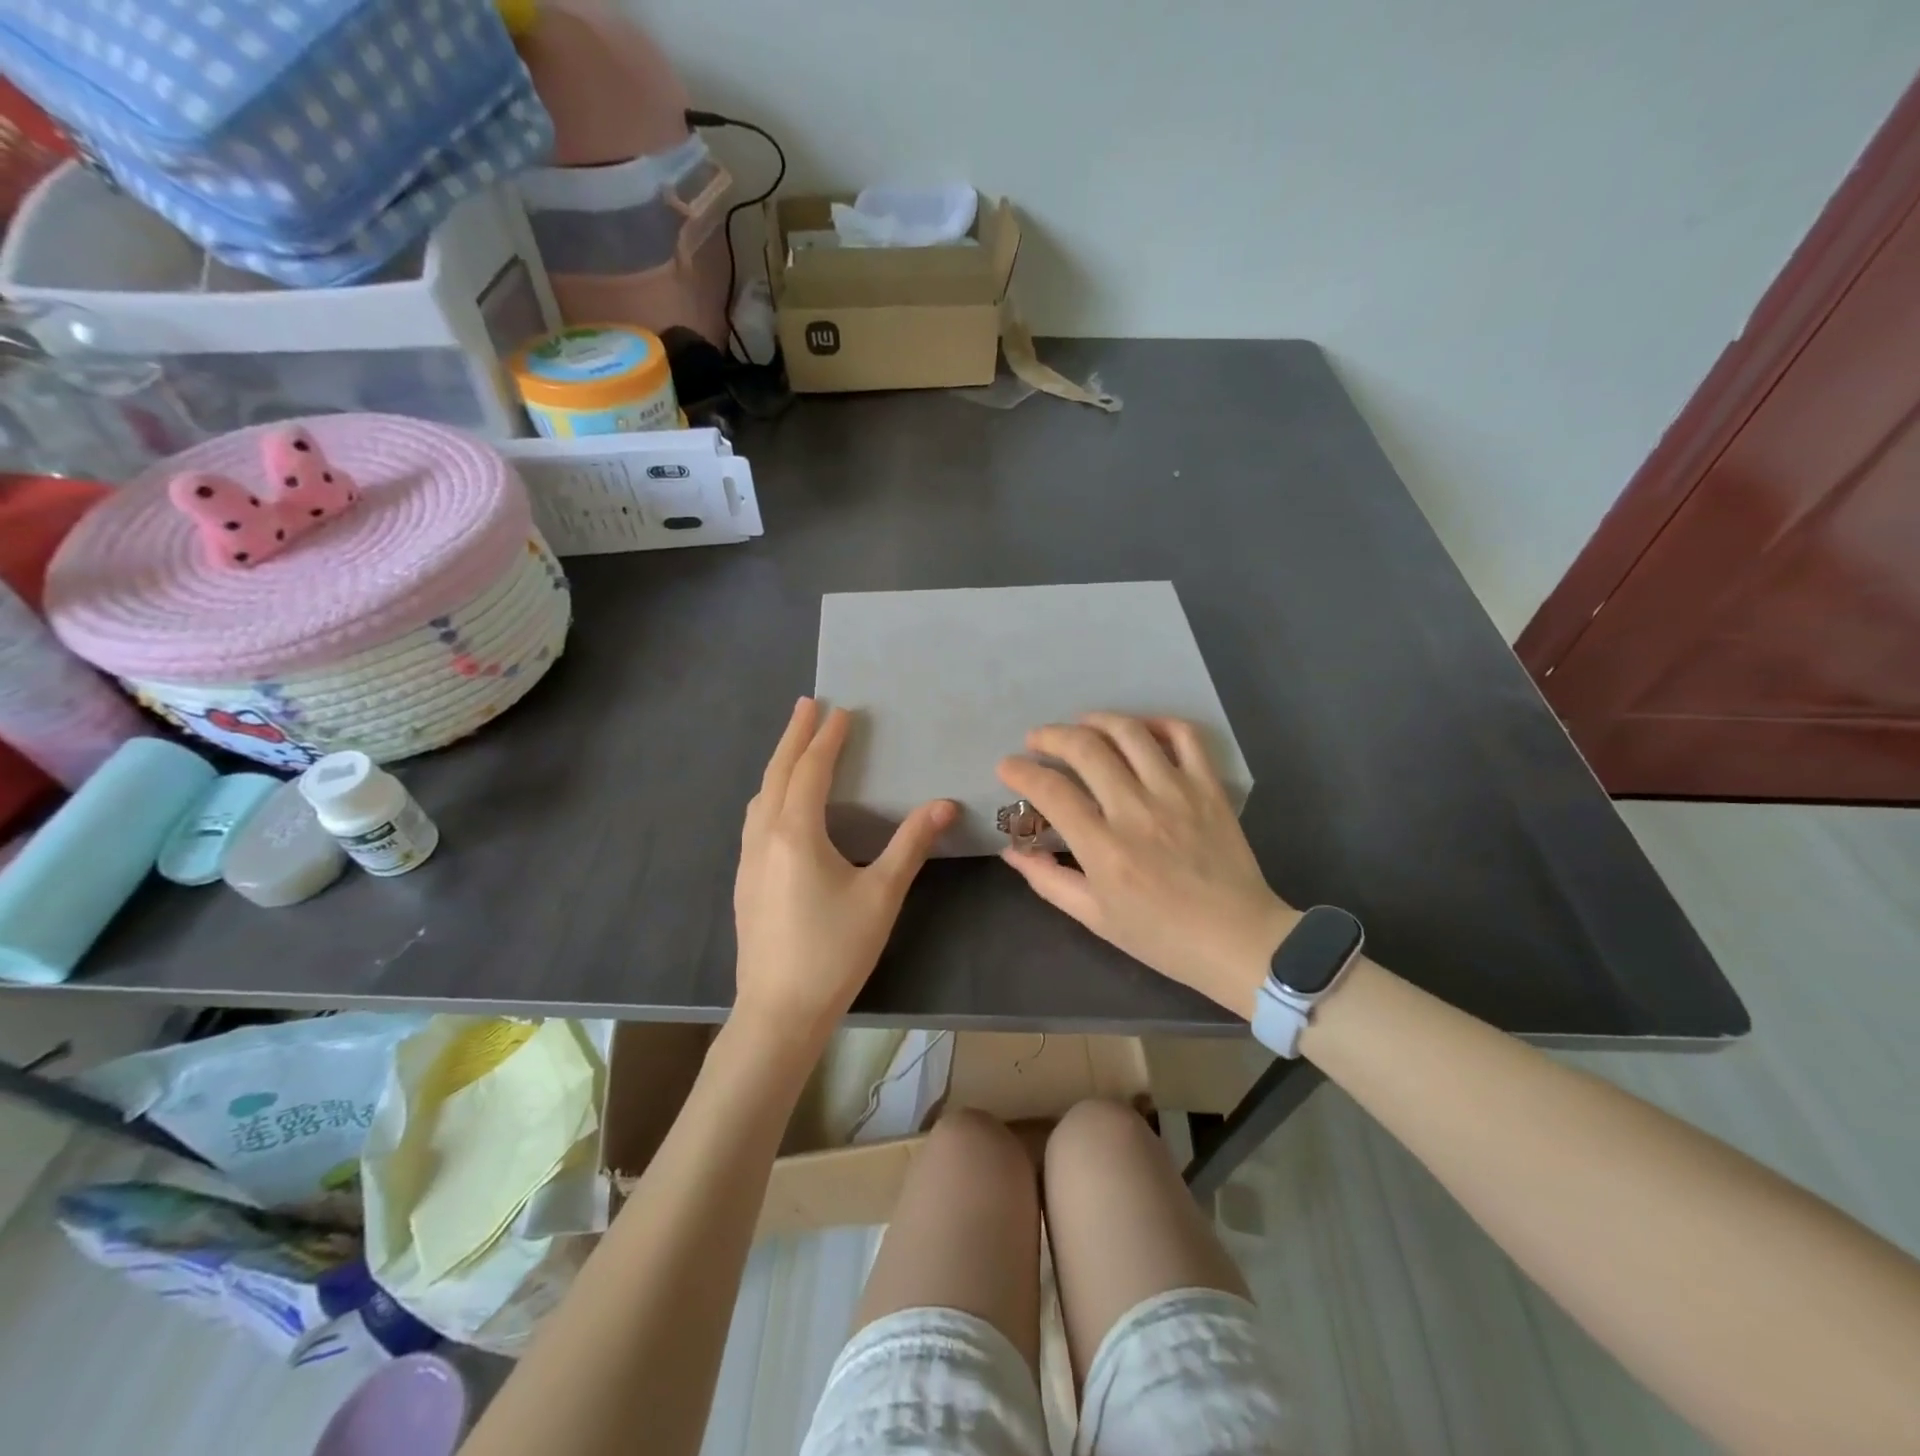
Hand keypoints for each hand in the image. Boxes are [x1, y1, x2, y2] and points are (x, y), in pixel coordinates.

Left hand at [734, 698, 956, 1045]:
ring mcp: (748, 861)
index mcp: (795, 833)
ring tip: (794, 748)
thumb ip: (911, 844)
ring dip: (778, 766)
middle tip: (806, 705)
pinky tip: (780, 808)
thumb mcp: (881, 894)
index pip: (810, 771)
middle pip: (776, 774)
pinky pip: (755, 821)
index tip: (841, 710)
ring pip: (760, 798)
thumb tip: (944, 803)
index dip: (827, 739)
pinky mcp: (745, 883)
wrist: (778, 1012)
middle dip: (793, 737)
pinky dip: (770, 795)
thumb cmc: (834, 950)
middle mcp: (764, 837)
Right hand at [998, 713, 1295, 1019]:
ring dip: (1096, 720)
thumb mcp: (1095, 917)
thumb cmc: (1161, 936)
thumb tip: (1012, 850)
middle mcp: (1136, 811)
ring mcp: (1177, 793)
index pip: (1052, 791)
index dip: (1021, 771)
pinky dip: (1158, 723)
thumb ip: (1048, 880)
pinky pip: (1184, 737)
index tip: (1008, 766)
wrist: (1239, 940)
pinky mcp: (1208, 787)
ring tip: (1080, 725)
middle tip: (1036, 739)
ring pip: (1129, 733)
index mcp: (1104, 849)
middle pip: (1086, 749)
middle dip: (1051, 736)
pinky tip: (1139, 730)